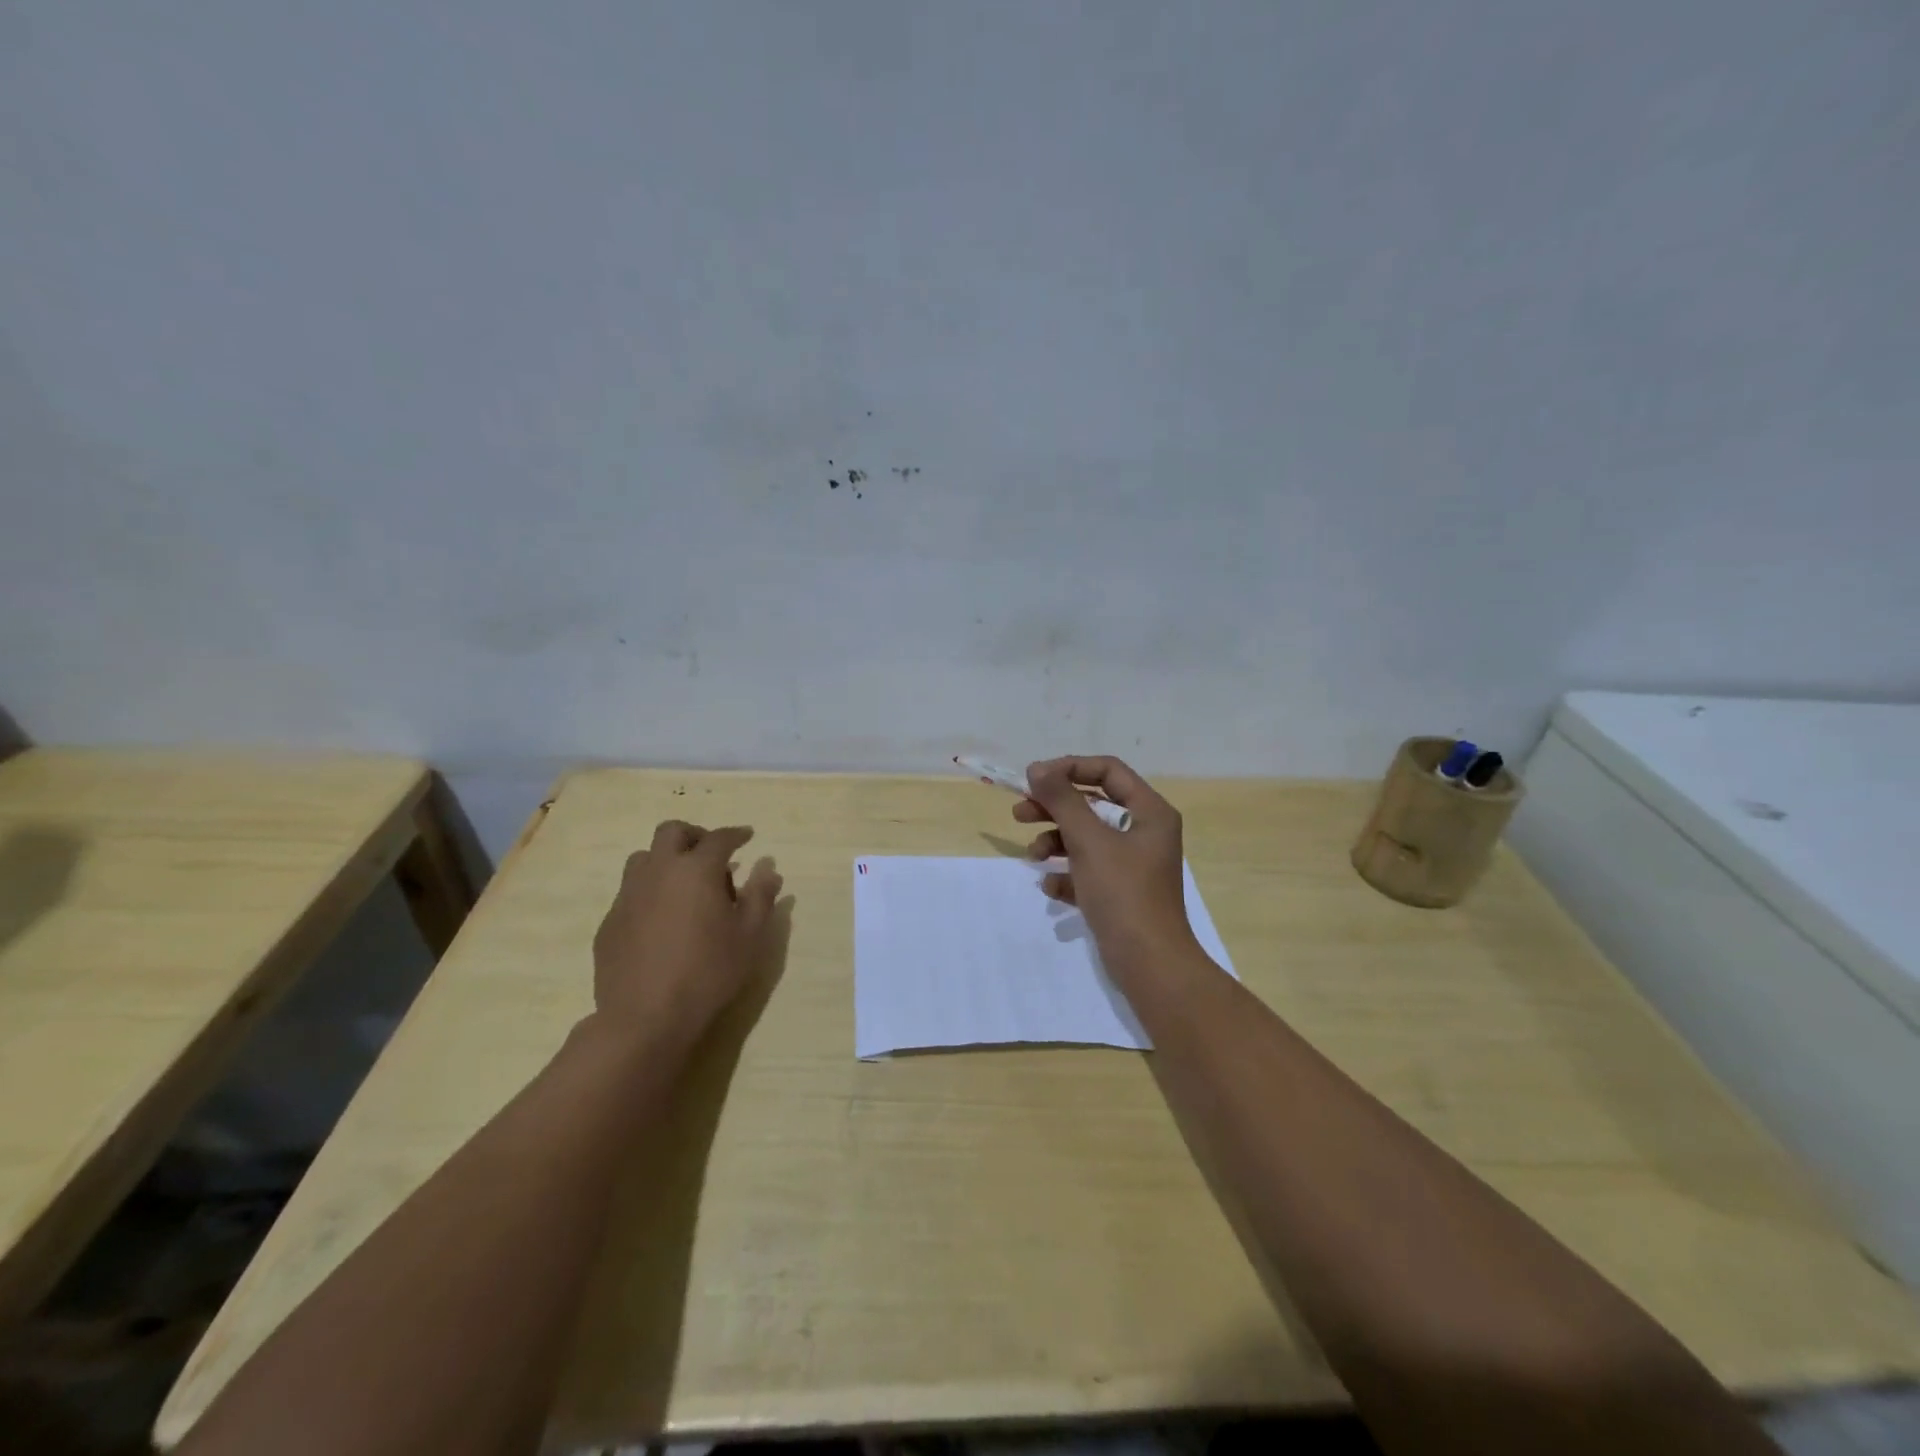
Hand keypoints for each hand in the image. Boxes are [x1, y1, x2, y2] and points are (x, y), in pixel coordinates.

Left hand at [590, 820, 782, 1048]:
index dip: (736, 834)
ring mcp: (628, 895)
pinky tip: (662, 920)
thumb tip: (768, 868)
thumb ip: (761, 896)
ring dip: (666, 860)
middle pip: (672, 832)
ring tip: (684, 886)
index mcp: (696, 870)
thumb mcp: (749, 936)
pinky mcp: (609, 921)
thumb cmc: (708, 972)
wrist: (645, 1018)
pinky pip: (630, 892)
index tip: (747, 837)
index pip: (719, 838)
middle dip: (695, 835)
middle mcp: (658, 871)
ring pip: (644, 858)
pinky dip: (649, 892)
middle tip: (711, 855)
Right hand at [1014, 756, 1198, 973]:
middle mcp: (1144, 832)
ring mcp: (1133, 864)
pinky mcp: (1121, 892)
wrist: (1150, 964)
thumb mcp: (1089, 841)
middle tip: (1019, 813)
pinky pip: (1088, 871)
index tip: (1035, 779)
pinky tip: (1052, 888)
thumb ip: (1062, 800)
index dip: (1069, 768)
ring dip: (1056, 842)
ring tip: (1034, 857)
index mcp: (1150, 812)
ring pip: (1086, 839)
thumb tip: (1038, 768)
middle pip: (1093, 804)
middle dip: (1055, 808)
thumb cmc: (1123, 893)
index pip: (1107, 771)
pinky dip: (1067, 874)